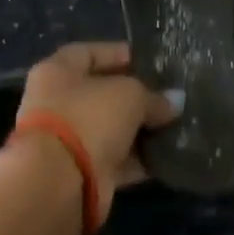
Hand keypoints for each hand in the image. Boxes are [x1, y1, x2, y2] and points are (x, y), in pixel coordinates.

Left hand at [16, 43, 177, 221]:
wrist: (59, 182)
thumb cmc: (88, 118)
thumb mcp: (129, 95)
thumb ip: (153, 96)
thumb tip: (174, 102)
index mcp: (57, 72)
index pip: (89, 53)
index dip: (120, 54)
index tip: (152, 62)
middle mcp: (57, 104)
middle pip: (102, 94)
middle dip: (136, 95)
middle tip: (169, 95)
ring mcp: (68, 141)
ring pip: (111, 129)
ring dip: (141, 129)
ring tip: (176, 123)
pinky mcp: (83, 172)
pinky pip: (117, 159)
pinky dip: (140, 158)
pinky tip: (169, 153)